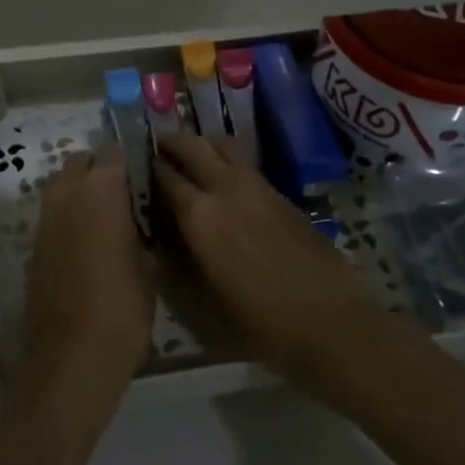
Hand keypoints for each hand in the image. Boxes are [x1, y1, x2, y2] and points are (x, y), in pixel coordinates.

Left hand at [24, 148, 157, 393]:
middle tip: (123, 192)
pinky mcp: (34, 246)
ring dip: (80, 191)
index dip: (128, 161)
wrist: (72, 356)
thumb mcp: (148, 267)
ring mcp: (45, 220)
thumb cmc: (123, 307)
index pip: (113, 154)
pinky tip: (87, 241)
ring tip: (105, 216)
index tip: (143, 175)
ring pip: (61, 186)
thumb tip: (133, 226)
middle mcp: (67, 196)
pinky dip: (68, 217)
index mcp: (101, 192)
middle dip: (99, 169)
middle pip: (79, 163)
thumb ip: (139, 233)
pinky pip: (53, 215)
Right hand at [152, 133, 376, 381]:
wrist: (328, 320)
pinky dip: (226, 158)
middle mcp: (223, 188)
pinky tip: (222, 178)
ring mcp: (256, 185)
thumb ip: (176, 260)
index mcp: (198, 214)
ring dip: (201, 144)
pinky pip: (244, 162)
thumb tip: (159, 234)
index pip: (163, 174)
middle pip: (191, 145)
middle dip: (171, 143)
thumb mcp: (202, 299)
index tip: (136, 169)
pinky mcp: (279, 192)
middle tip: (158, 150)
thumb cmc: (258, 321)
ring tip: (191, 158)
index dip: (147, 169)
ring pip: (221, 144)